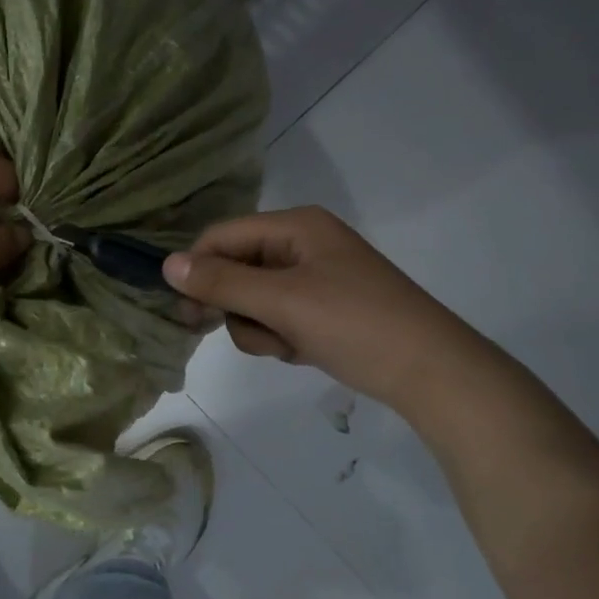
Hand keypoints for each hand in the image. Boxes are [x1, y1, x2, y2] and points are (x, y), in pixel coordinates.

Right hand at [161, 206, 470, 401]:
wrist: (431, 372)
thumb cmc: (354, 324)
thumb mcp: (282, 301)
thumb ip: (222, 282)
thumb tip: (166, 265)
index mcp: (296, 226)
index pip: (223, 236)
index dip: (198, 269)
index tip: (185, 311)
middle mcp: (302, 244)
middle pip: (236, 267)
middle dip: (236, 304)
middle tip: (236, 332)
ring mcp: (314, 278)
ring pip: (253, 299)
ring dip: (259, 327)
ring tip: (287, 345)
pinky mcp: (322, 310)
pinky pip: (277, 317)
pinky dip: (280, 337)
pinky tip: (303, 351)